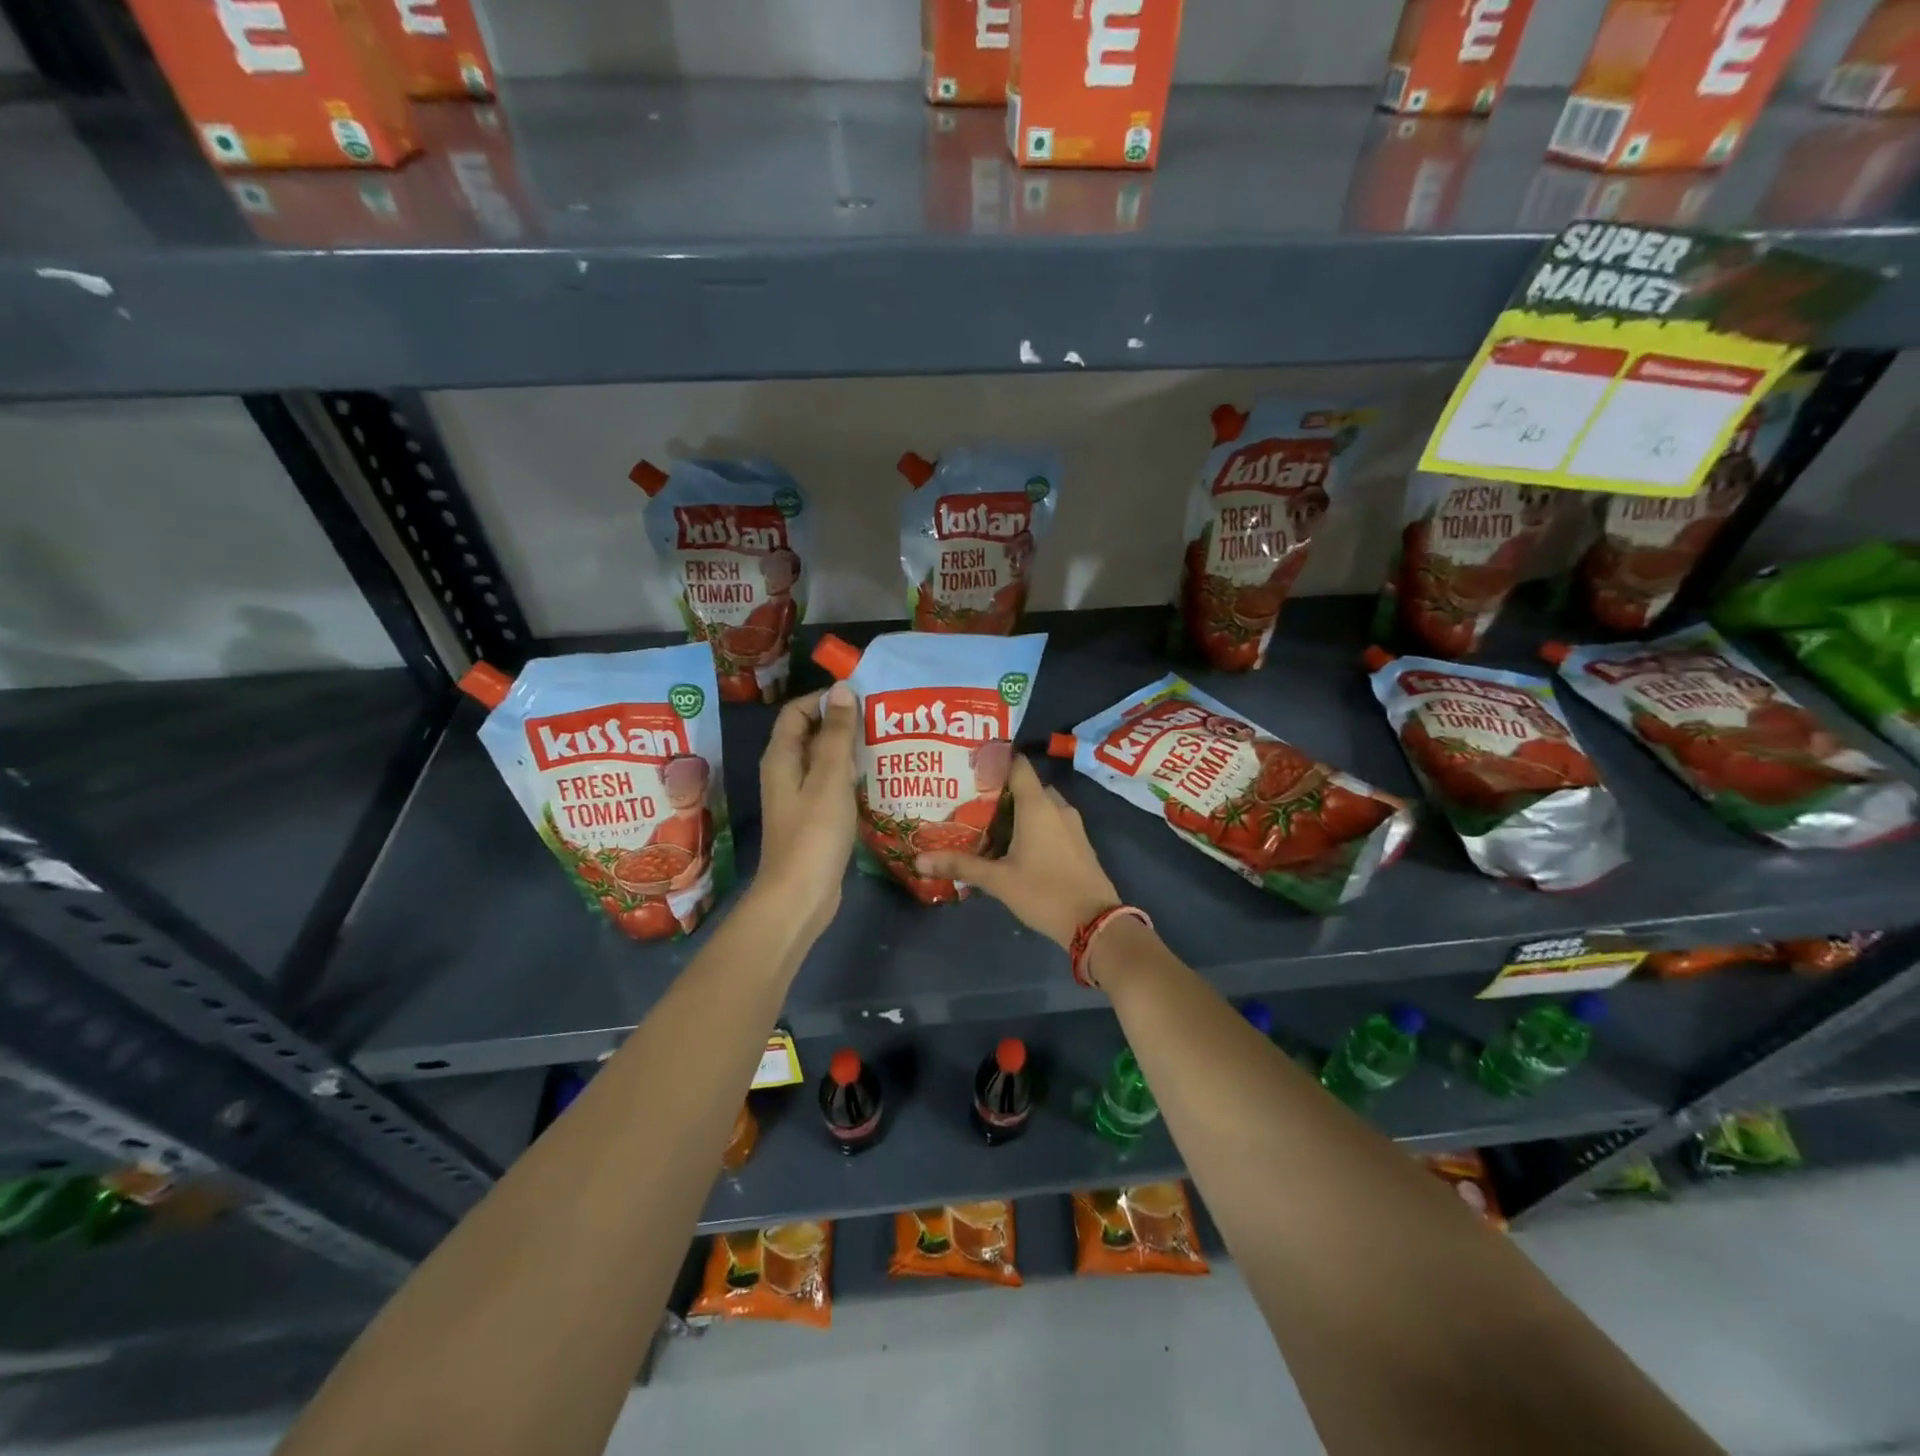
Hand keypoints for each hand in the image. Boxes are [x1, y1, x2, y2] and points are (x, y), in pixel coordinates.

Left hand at [756, 683, 858, 941]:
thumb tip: (842, 690)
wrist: (800, 896)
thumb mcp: (830, 778)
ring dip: (851, 751)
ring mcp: (799, 798)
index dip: (825, 700)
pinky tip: (878, 779)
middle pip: (812, 734)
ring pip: (825, 762)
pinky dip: (851, 777)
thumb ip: (837, 734)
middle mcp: (786, 773)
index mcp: (782, 757)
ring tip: (886, 743)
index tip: (862, 698)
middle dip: (843, 724)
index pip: (797, 712)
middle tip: (882, 719)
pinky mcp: (814, 819)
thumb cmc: (814, 833)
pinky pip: (832, 786)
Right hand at [913, 756, 1119, 949]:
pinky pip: (1052, 820)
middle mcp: (1057, 806)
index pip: (1017, 765)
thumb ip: (960, 865)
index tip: (970, 766)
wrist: (1095, 922)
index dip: (995, 761)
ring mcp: (1072, 823)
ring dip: (1017, 809)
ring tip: (986, 821)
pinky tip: (1013, 842)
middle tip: (970, 799)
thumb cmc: (1044, 893)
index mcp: (1037, 805)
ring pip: (1040, 804)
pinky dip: (1033, 823)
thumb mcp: (998, 880)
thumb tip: (919, 860)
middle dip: (1001, 789)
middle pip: (1026, 785)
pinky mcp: (1078, 841)